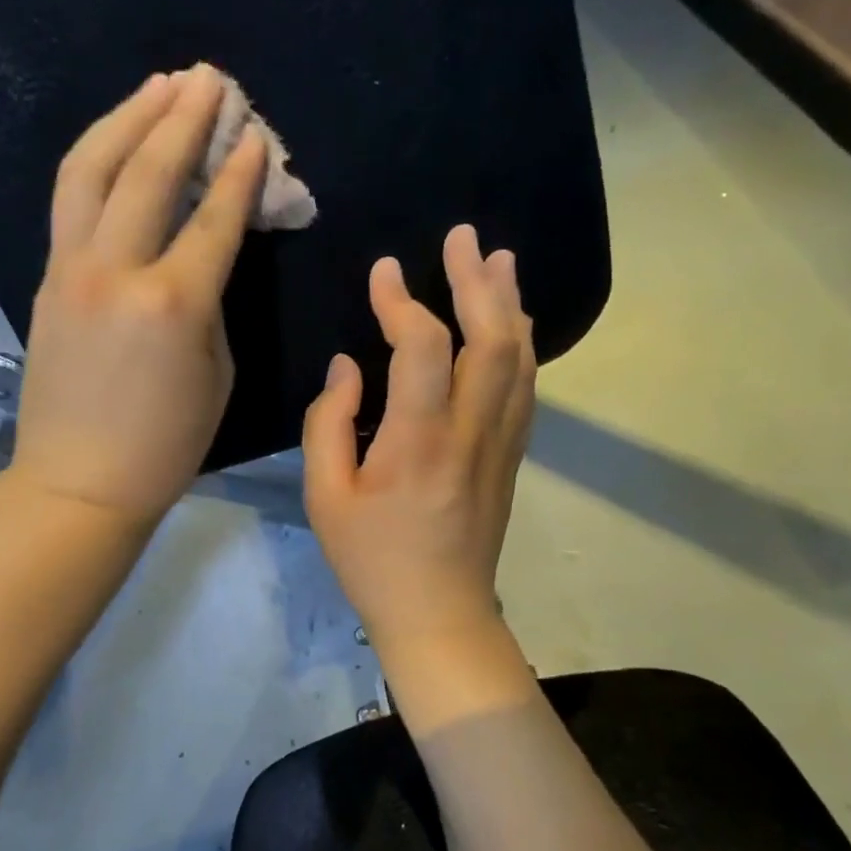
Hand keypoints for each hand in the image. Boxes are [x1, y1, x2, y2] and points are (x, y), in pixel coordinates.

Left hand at [9, 65, 265, 529]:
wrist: (78, 482)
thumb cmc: (164, 445)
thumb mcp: (216, 373)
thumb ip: (212, 301)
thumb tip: (203, 252)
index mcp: (173, 304)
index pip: (213, 217)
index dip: (240, 171)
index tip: (256, 133)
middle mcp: (117, 271)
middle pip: (148, 173)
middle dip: (183, 117)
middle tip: (209, 79)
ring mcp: (71, 270)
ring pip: (91, 170)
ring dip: (128, 117)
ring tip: (159, 85)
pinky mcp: (46, 278)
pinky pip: (70, 200)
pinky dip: (96, 158)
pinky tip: (117, 139)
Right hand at [303, 225, 535, 660]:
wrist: (439, 613)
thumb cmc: (372, 559)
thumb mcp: (325, 496)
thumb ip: (330, 423)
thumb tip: (348, 366)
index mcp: (418, 440)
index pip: (422, 346)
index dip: (402, 300)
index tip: (383, 271)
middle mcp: (471, 430)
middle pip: (490, 338)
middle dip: (476, 281)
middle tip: (463, 237)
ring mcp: (501, 441)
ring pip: (519, 357)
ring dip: (509, 303)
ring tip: (498, 261)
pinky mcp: (511, 455)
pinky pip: (525, 385)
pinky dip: (520, 343)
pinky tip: (512, 322)